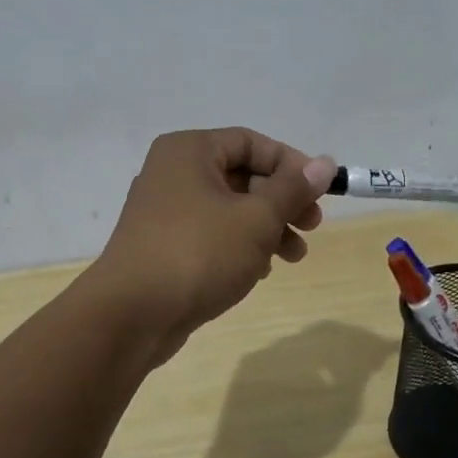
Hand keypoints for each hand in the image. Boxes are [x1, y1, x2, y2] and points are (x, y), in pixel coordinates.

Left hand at [88, 128, 335, 358]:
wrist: (131, 315)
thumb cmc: (199, 253)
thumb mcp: (256, 219)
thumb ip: (292, 190)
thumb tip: (325, 163)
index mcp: (189, 152)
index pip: (251, 142)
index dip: (291, 164)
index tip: (320, 192)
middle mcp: (172, 173)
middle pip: (241, 176)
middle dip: (281, 202)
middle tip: (312, 226)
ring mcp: (164, 211)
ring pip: (228, 209)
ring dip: (266, 229)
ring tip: (294, 257)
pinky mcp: (163, 246)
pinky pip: (211, 235)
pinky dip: (239, 247)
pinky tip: (259, 271)